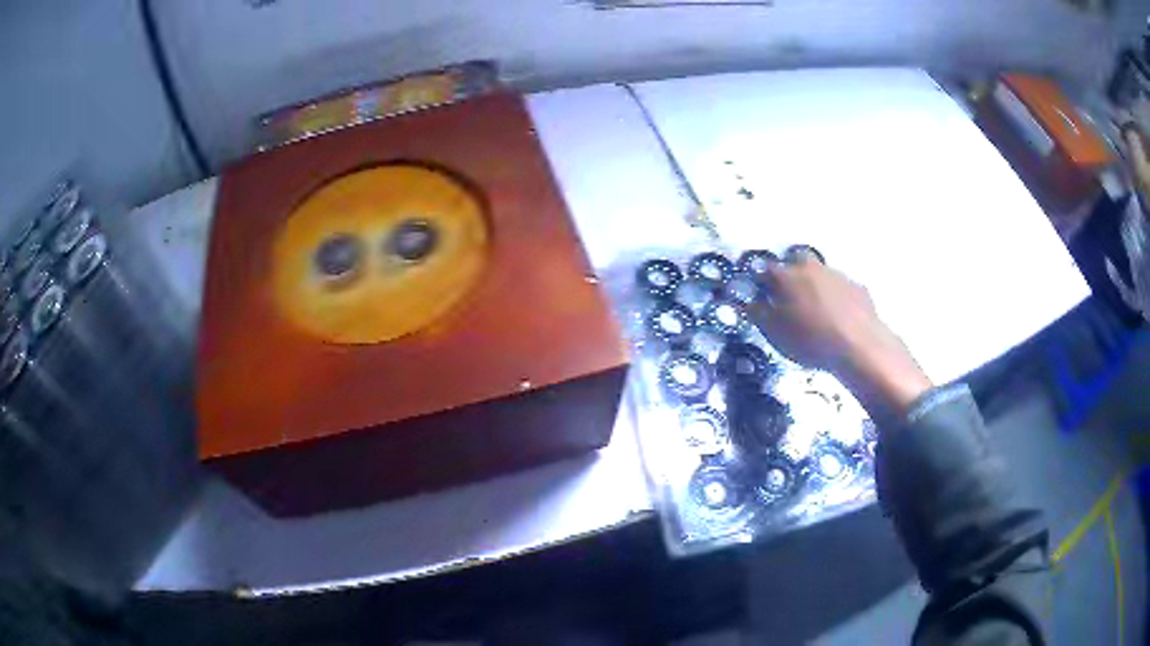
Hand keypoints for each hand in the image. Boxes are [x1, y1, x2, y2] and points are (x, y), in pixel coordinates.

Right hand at [747, 257, 931, 419]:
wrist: (858, 345)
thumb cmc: (810, 339)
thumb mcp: (774, 333)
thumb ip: (758, 314)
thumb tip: (750, 301)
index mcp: (786, 276)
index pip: (765, 269)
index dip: (761, 281)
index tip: (761, 295)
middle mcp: (811, 268)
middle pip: (797, 259)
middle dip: (792, 272)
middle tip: (791, 296)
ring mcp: (837, 275)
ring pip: (821, 273)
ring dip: (817, 285)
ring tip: (818, 311)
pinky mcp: (857, 288)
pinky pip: (842, 288)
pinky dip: (838, 298)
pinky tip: (840, 317)